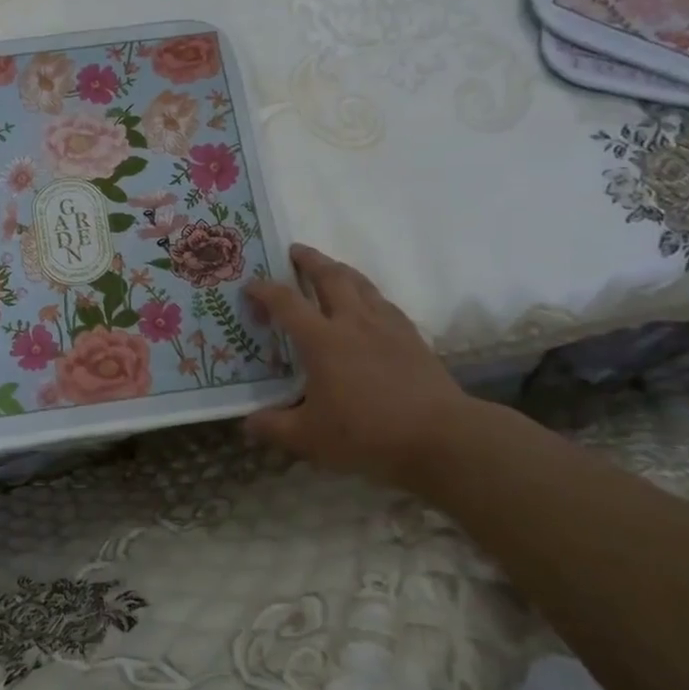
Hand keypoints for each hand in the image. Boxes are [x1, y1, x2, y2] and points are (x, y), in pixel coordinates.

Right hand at [244, 245, 475, 485]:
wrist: (440, 436)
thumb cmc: (367, 433)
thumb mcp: (310, 438)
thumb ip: (274, 427)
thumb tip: (248, 423)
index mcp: (322, 340)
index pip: (286, 302)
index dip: (264, 289)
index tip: (250, 285)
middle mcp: (352, 322)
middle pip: (329, 276)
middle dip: (310, 259)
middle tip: (295, 250)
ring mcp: (386, 325)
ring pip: (360, 283)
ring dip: (340, 269)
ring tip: (330, 267)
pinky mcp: (412, 336)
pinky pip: (384, 301)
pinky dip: (368, 293)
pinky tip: (369, 304)